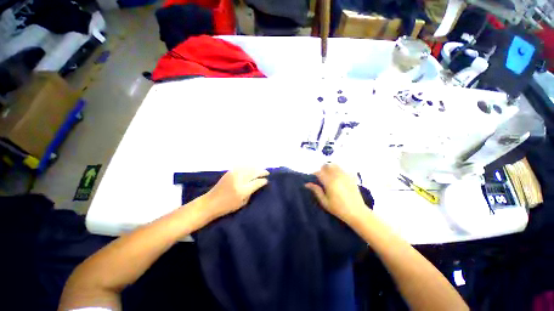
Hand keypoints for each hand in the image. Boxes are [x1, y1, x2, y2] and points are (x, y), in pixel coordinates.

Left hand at [201, 168, 268, 221]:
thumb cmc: (227, 206)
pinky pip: (242, 166)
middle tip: (267, 173)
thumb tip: (258, 184)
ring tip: (261, 169)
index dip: (263, 180)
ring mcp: (234, 174)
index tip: (266, 180)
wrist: (210, 202)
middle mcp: (239, 180)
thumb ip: (251, 192)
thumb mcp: (242, 203)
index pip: (257, 182)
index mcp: (243, 190)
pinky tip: (252, 167)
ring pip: (249, 167)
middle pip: (254, 172)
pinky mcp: (230, 172)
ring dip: (256, 167)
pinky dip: (249, 166)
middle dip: (262, 171)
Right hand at [305, 163, 367, 223]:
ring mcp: (345, 176)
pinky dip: (338, 170)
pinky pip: (343, 169)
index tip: (312, 178)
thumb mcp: (325, 202)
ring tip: (329, 176)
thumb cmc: (339, 208)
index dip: (314, 174)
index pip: (319, 172)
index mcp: (329, 182)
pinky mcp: (351, 177)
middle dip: (322, 169)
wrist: (357, 212)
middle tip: (320, 177)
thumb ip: (316, 191)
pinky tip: (338, 177)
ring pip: (335, 165)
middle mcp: (337, 176)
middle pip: (327, 166)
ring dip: (330, 168)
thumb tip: (307, 184)